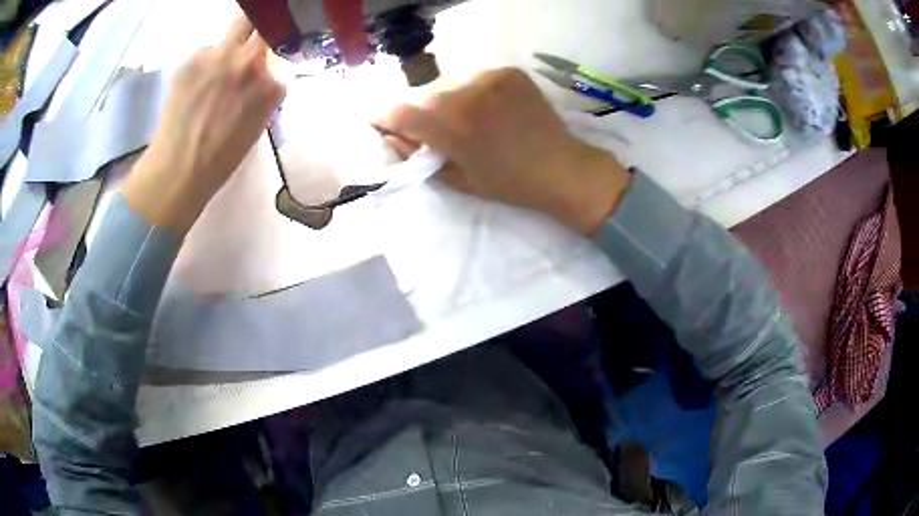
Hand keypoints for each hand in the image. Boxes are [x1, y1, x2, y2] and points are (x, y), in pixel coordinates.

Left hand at [122, 16, 285, 234]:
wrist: (178, 169)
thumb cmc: (220, 158)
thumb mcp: (257, 124)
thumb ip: (265, 92)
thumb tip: (263, 74)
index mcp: (270, 84)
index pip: (282, 50)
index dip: (276, 48)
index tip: (270, 52)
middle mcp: (248, 61)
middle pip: (259, 21)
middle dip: (258, 27)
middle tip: (249, 39)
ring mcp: (218, 56)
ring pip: (231, 32)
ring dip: (228, 47)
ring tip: (212, 74)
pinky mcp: (191, 59)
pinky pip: (203, 51)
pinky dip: (202, 64)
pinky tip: (193, 87)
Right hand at [375, 68, 630, 233]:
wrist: (562, 168)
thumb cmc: (510, 184)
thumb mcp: (459, 179)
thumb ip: (420, 156)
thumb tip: (392, 137)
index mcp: (453, 129)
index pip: (402, 113)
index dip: (385, 117)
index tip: (380, 122)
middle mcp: (467, 97)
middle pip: (425, 98)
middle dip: (421, 113)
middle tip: (432, 130)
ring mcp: (490, 80)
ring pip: (451, 87)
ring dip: (448, 102)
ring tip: (466, 120)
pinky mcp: (508, 73)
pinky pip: (476, 80)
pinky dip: (474, 93)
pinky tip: (490, 109)